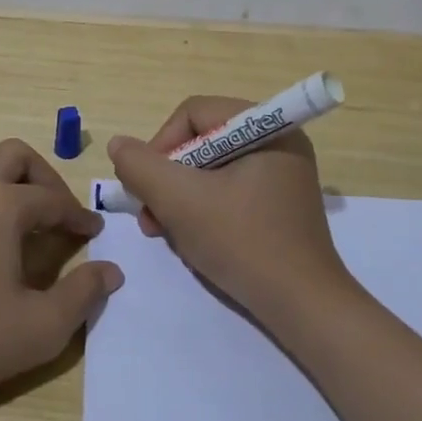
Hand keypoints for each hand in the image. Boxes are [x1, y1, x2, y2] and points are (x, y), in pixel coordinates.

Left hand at [0, 139, 122, 415]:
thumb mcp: (43, 327)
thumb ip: (84, 293)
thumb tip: (112, 271)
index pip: (51, 199)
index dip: (78, 215)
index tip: (94, 232)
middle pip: (12, 155)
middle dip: (42, 176)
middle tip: (58, 212)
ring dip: (1, 177)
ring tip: (17, 214)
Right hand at [107, 97, 354, 326]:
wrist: (303, 307)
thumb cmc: (242, 243)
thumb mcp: (180, 201)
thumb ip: (141, 167)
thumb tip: (118, 144)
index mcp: (266, 128)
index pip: (194, 113)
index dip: (160, 145)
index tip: (146, 187)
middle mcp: (278, 142)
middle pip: (201, 141)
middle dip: (168, 178)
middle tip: (151, 216)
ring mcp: (281, 175)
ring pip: (211, 170)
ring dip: (180, 198)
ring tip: (164, 232)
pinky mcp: (279, 205)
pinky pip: (228, 191)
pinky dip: (203, 209)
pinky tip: (192, 238)